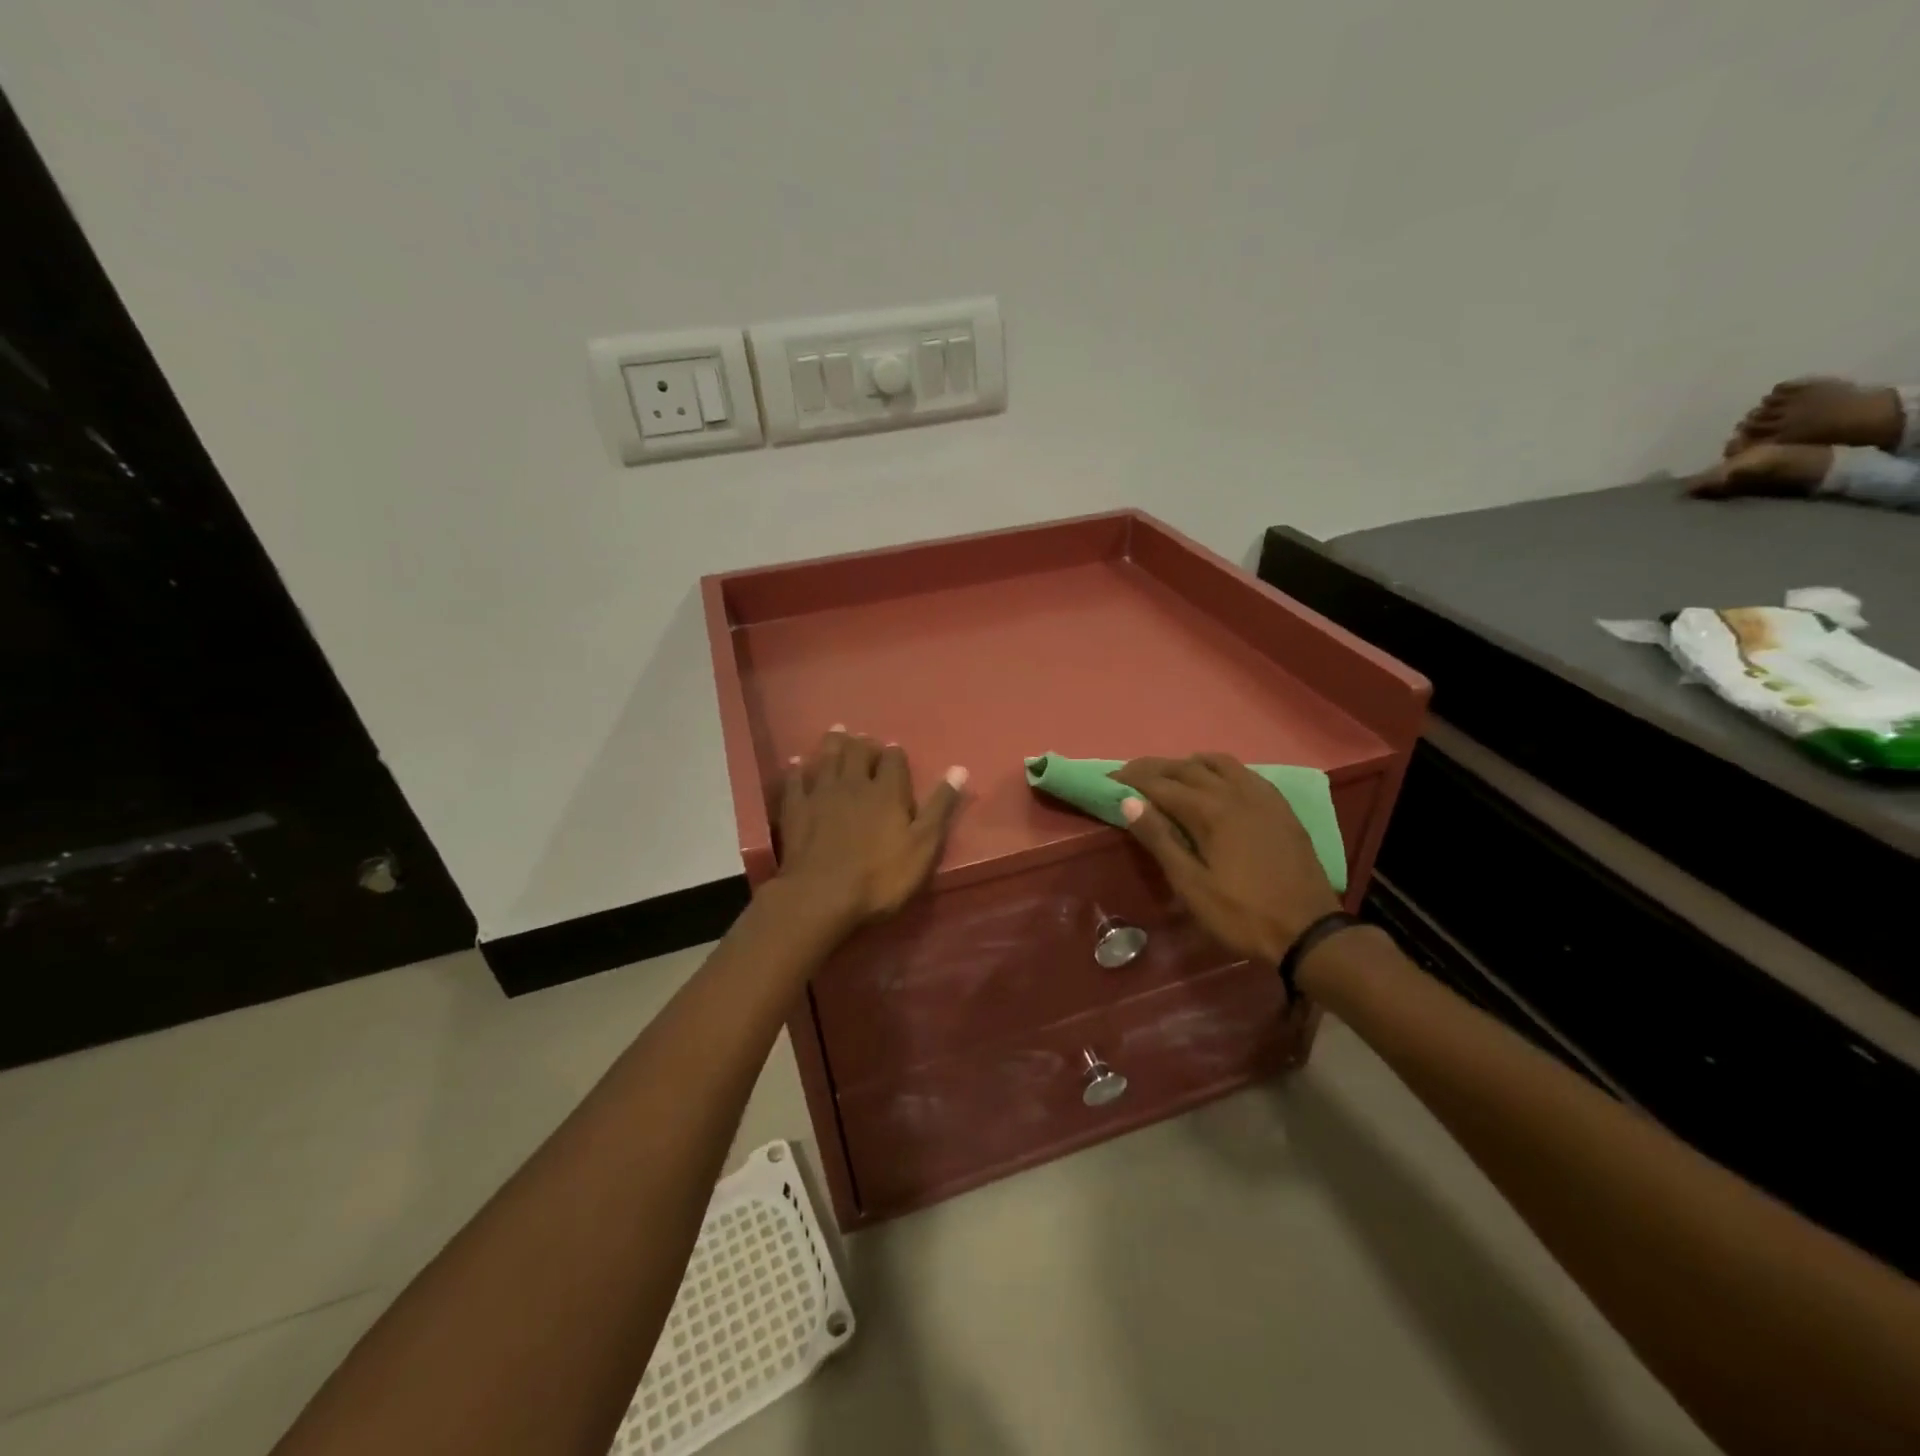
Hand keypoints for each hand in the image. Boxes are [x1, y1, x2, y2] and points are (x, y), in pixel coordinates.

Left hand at [776, 729, 966, 927]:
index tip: (895, 752)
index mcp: (887, 791)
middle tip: (864, 739)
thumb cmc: (880, 876)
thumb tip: (959, 769)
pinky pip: (795, 781)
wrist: (821, 896)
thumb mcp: (923, 846)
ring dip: (834, 743)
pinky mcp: (795, 809)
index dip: (895, 754)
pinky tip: (796, 762)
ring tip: (838, 731)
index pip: (894, 760)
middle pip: (858, 752)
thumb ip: (940, 807)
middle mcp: (854, 783)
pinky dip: (797, 769)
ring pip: (828, 758)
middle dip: (864, 743)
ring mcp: (821, 794)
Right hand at [1110, 753, 1340, 965]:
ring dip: (1188, 764)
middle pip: (1185, 768)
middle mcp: (1234, 793)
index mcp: (1209, 812)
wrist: (1309, 931)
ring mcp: (1261, 796)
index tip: (1108, 782)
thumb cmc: (1242, 914)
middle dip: (1154, 769)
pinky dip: (1219, 770)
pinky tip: (1216, 784)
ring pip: (1217, 763)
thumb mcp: (1191, 885)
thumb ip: (1160, 840)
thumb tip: (1129, 802)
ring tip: (1171, 777)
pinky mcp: (1279, 806)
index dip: (1130, 781)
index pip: (1159, 785)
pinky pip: (1244, 772)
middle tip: (1130, 776)